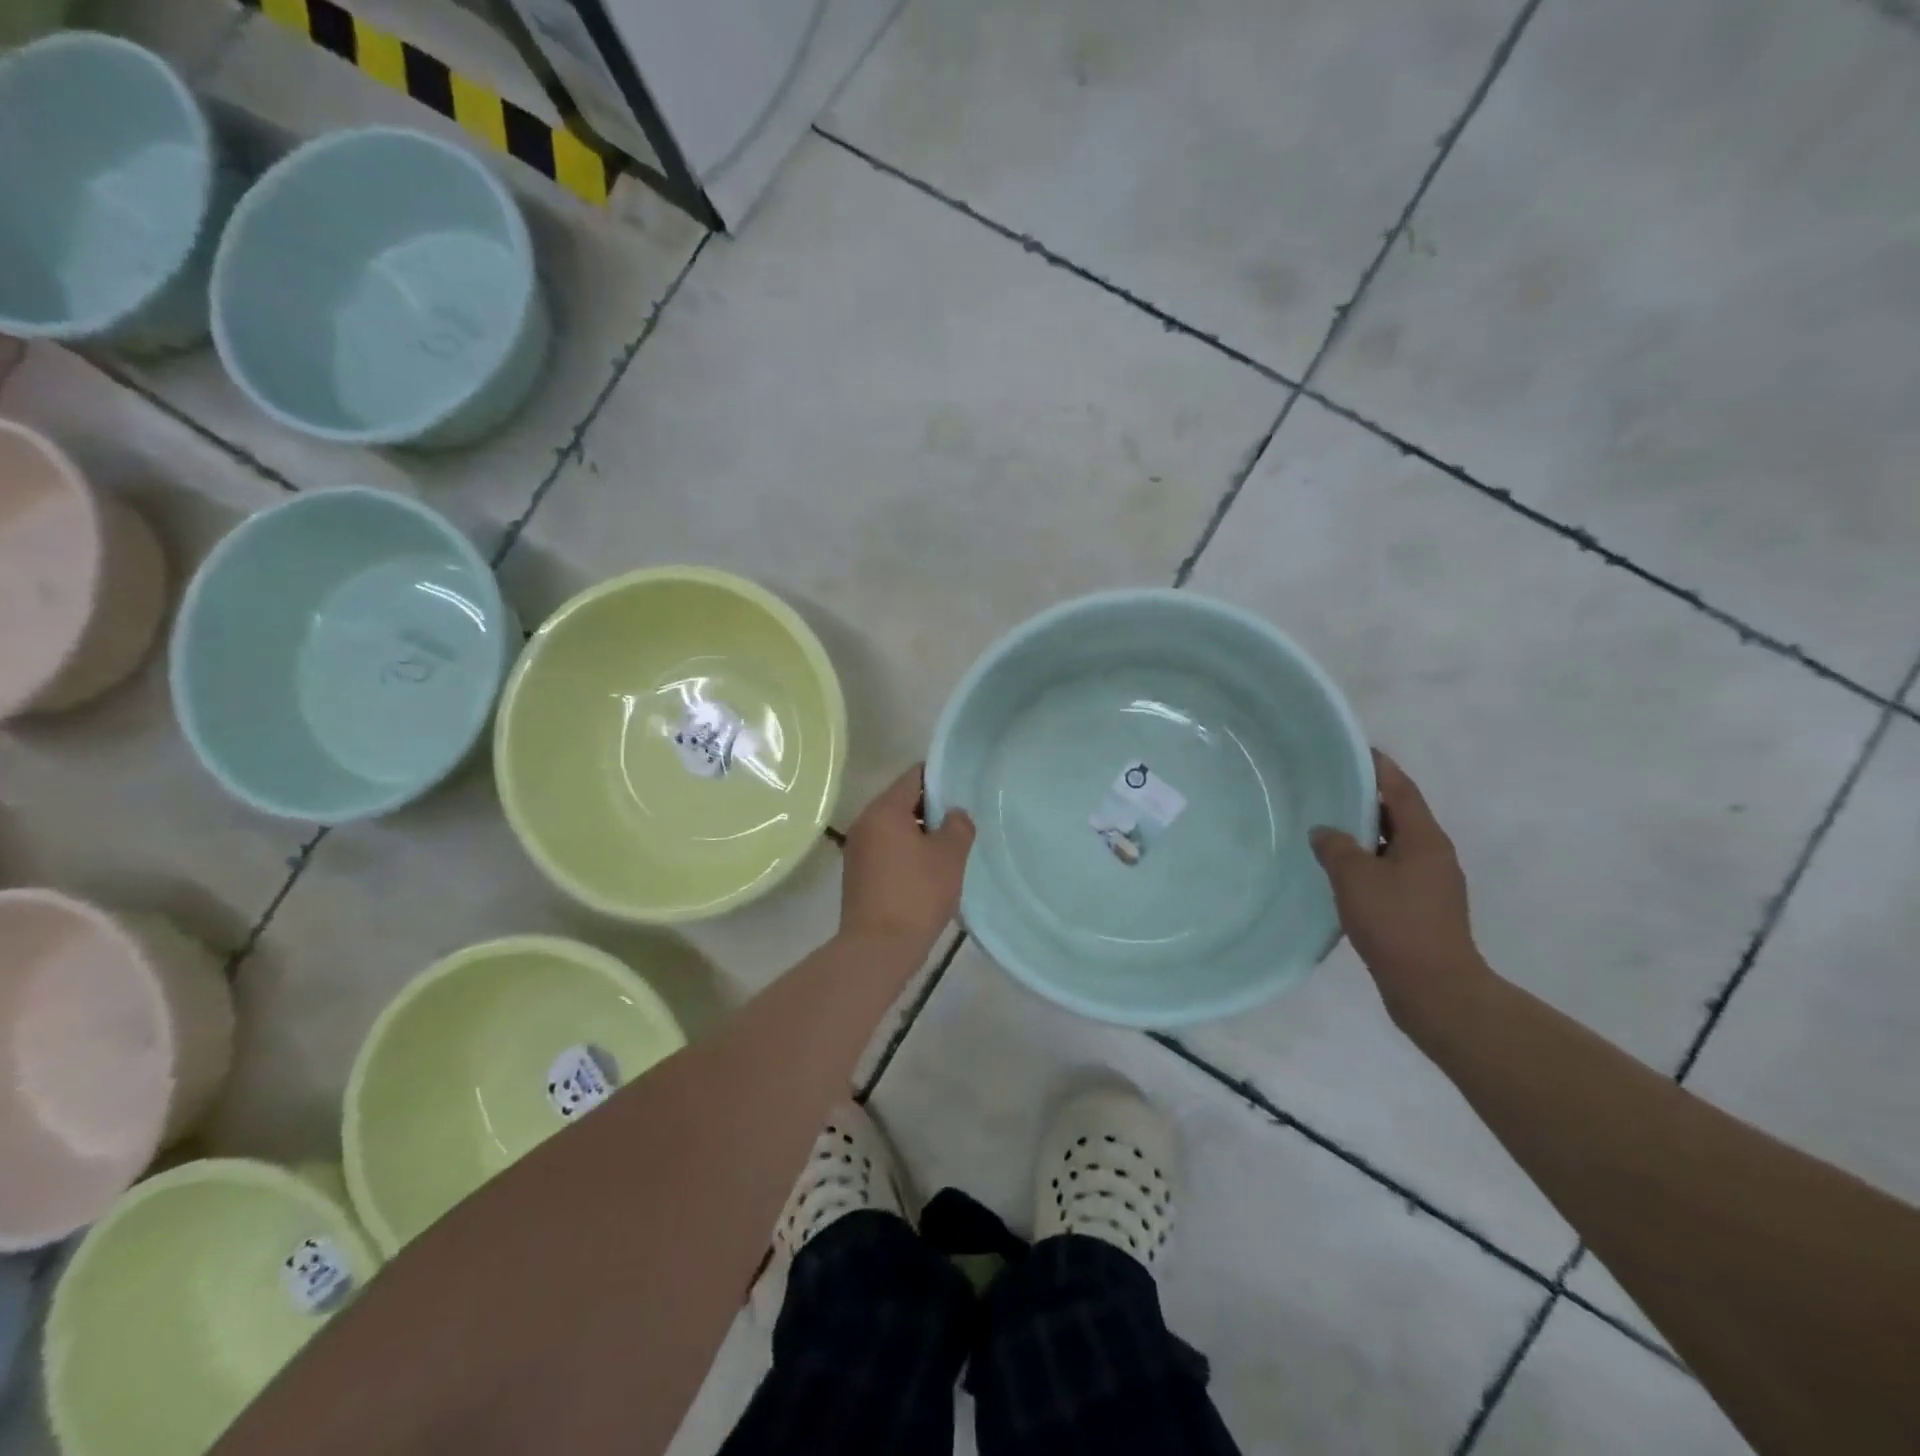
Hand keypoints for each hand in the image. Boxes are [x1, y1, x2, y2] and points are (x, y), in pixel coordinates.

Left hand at [839, 765, 975, 957]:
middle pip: (902, 801)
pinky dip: (906, 852)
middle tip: (961, 823)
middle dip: (932, 809)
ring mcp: (857, 849)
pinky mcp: (857, 873)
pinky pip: (886, 849)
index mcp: (884, 810)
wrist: (877, 949)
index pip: (914, 776)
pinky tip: (928, 871)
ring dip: (920, 833)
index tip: (963, 790)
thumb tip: (955, 814)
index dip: (941, 779)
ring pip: (894, 827)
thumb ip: (958, 826)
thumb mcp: (949, 856)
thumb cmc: (917, 895)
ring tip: (949, 849)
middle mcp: (865, 822)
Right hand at [1310, 751, 1490, 1029]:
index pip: (1401, 789)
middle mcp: (1435, 854)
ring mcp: (1432, 883)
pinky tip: (1343, 870)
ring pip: (1396, 844)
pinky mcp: (1424, 907)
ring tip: (1331, 824)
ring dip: (1368, 832)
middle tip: (1332, 785)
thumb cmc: (1396, 923)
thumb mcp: (1354, 878)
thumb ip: (1335, 846)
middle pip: (1401, 814)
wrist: (1434, 988)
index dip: (1379, 767)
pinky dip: (1370, 860)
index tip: (1355, 749)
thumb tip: (1325, 831)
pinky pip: (1394, 869)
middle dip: (1370, 798)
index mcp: (1425, 839)